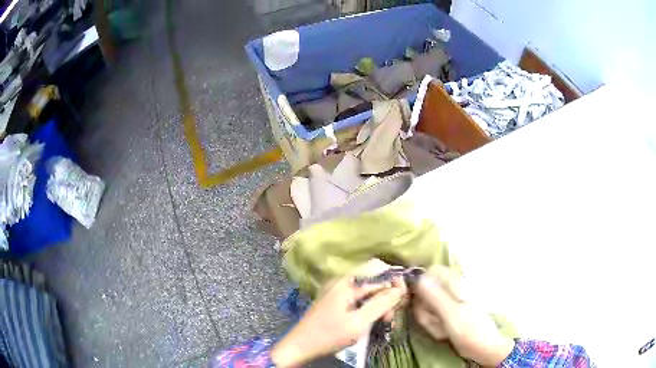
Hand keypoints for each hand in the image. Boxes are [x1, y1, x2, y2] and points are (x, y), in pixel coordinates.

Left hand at [272, 260, 405, 366]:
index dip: (394, 280)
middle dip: (388, 295)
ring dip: (380, 303)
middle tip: (390, 317)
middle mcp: (343, 281)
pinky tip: (375, 320)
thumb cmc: (329, 335)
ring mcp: (339, 291)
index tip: (402, 299)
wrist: (300, 346)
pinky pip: (360, 298)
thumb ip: (380, 304)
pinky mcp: (338, 301)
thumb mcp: (358, 322)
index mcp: (346, 281)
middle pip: (374, 279)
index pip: (378, 268)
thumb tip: (400, 289)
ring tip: (385, 321)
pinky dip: (370, 307)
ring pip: (369, 290)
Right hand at [412, 266, 514, 366]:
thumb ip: (435, 296)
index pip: (432, 272)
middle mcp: (454, 289)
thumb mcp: (451, 315)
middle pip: (427, 291)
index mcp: (456, 284)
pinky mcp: (451, 314)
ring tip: (441, 330)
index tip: (419, 303)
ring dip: (430, 320)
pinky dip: (435, 325)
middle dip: (425, 309)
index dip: (421, 286)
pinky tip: (443, 333)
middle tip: (434, 322)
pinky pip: (434, 316)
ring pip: (429, 306)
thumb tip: (419, 278)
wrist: (485, 348)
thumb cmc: (470, 331)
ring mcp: (453, 302)